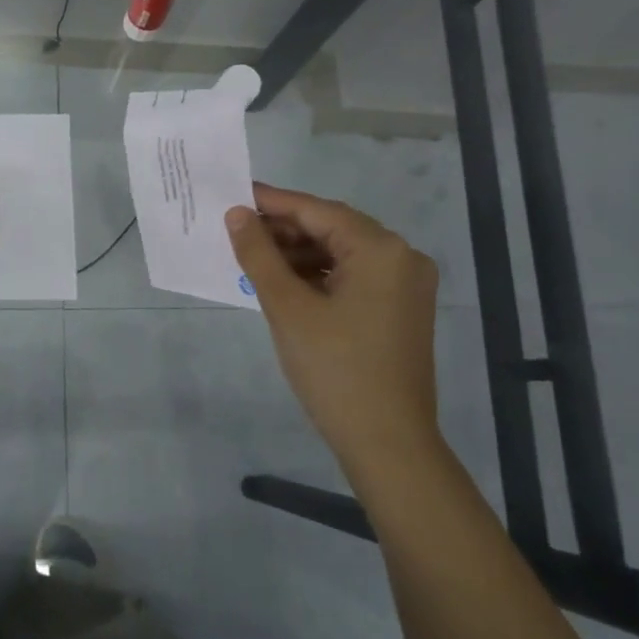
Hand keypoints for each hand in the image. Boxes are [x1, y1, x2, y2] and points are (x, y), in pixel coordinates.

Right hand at [226, 183, 439, 466]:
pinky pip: (353, 277)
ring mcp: (405, 286)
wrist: (387, 443)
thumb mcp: (287, 307)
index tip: (234, 195)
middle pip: (333, 229)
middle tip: (237, 232)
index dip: (273, 202)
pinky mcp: (400, 310)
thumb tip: (236, 214)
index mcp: (381, 250)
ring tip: (254, 260)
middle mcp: (402, 258)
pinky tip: (285, 283)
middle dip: (284, 230)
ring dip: (299, 254)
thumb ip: (259, 255)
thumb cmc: (334, 369)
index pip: (318, 211)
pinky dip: (318, 276)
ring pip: (342, 254)